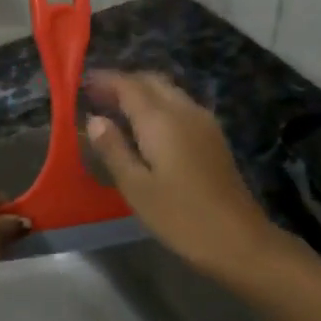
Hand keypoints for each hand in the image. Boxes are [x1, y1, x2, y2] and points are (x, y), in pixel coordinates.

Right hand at [83, 71, 279, 278]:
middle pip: (151, 81)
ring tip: (115, 110)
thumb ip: (113, 149)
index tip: (81, 83)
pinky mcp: (213, 136)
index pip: (128, 85)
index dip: (104, 80)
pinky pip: (179, 106)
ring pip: (168, 91)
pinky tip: (145, 128)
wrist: (239, 239)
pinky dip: (157, 105)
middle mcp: (184, 110)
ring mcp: (203, 122)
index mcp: (161, 120)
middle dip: (123, 82)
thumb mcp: (136, 187)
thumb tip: (94, 120)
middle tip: (96, 96)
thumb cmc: (181, 216)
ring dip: (141, 92)